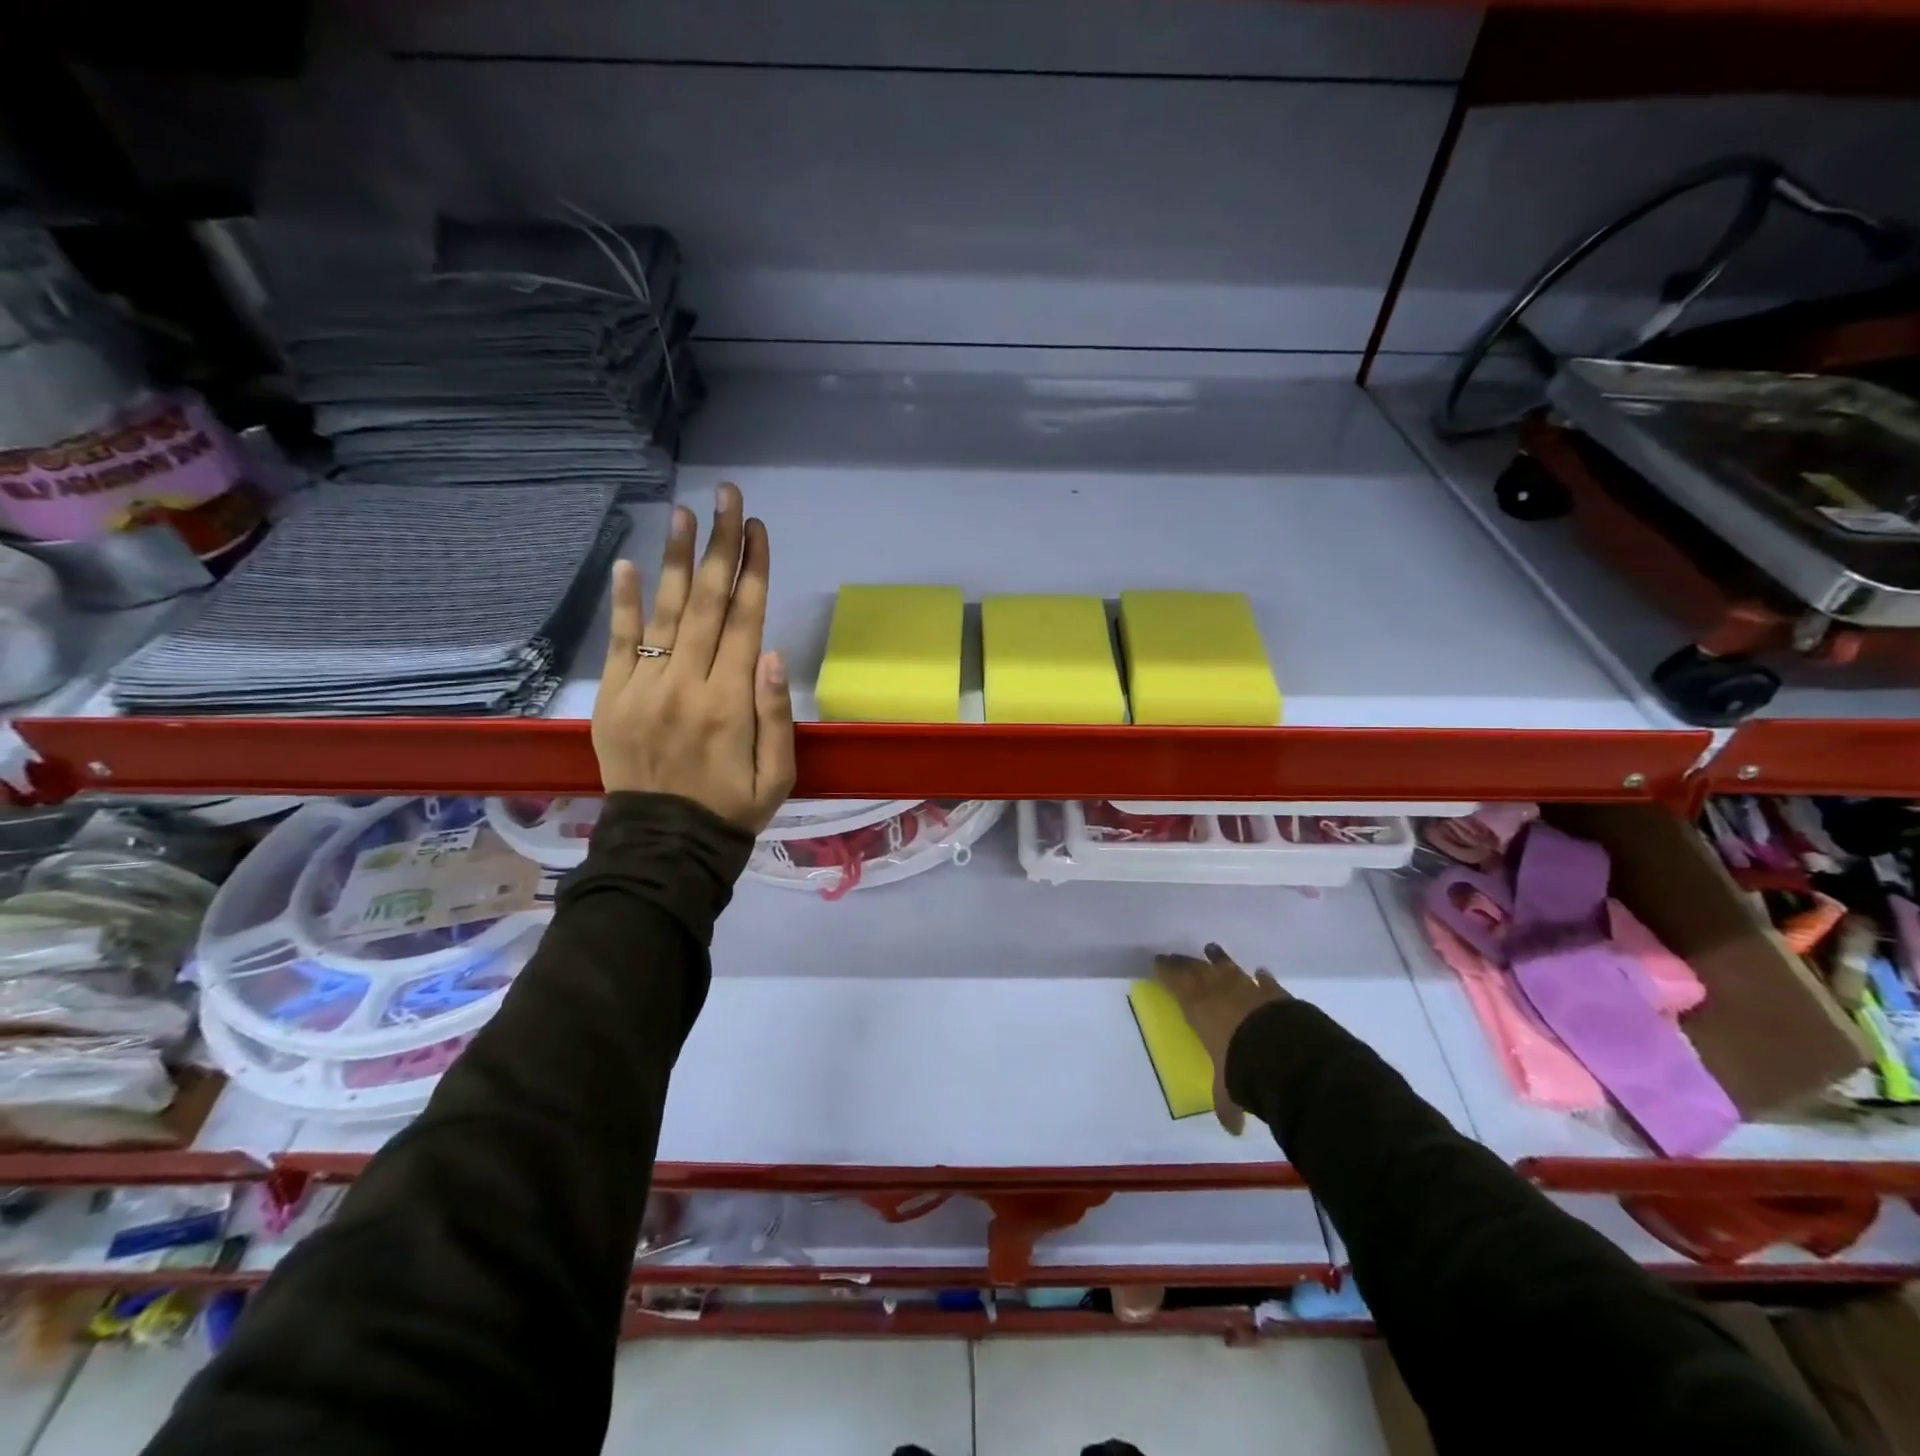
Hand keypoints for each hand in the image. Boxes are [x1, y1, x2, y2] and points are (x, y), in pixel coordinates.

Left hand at [592, 482, 795, 832]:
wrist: (665, 846)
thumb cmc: (732, 808)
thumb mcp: (778, 775)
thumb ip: (777, 716)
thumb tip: (774, 654)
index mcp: (732, 703)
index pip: (746, 621)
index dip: (754, 571)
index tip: (758, 528)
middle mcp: (687, 684)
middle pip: (709, 603)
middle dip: (721, 545)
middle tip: (727, 495)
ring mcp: (644, 688)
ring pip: (666, 612)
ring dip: (678, 560)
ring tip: (685, 513)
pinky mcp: (613, 698)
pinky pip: (619, 643)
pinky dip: (623, 603)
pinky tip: (628, 564)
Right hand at [1152, 943, 1287, 1135]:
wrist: (1284, 1053)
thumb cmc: (1241, 1067)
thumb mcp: (1228, 1090)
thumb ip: (1227, 1104)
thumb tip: (1233, 1129)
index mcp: (1197, 1008)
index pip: (1175, 982)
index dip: (1166, 971)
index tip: (1157, 961)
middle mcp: (1218, 991)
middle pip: (1197, 969)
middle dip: (1185, 962)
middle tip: (1175, 955)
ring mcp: (1247, 988)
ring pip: (1227, 967)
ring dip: (1218, 959)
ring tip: (1211, 949)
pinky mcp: (1274, 994)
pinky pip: (1264, 981)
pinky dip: (1260, 977)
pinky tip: (1259, 972)